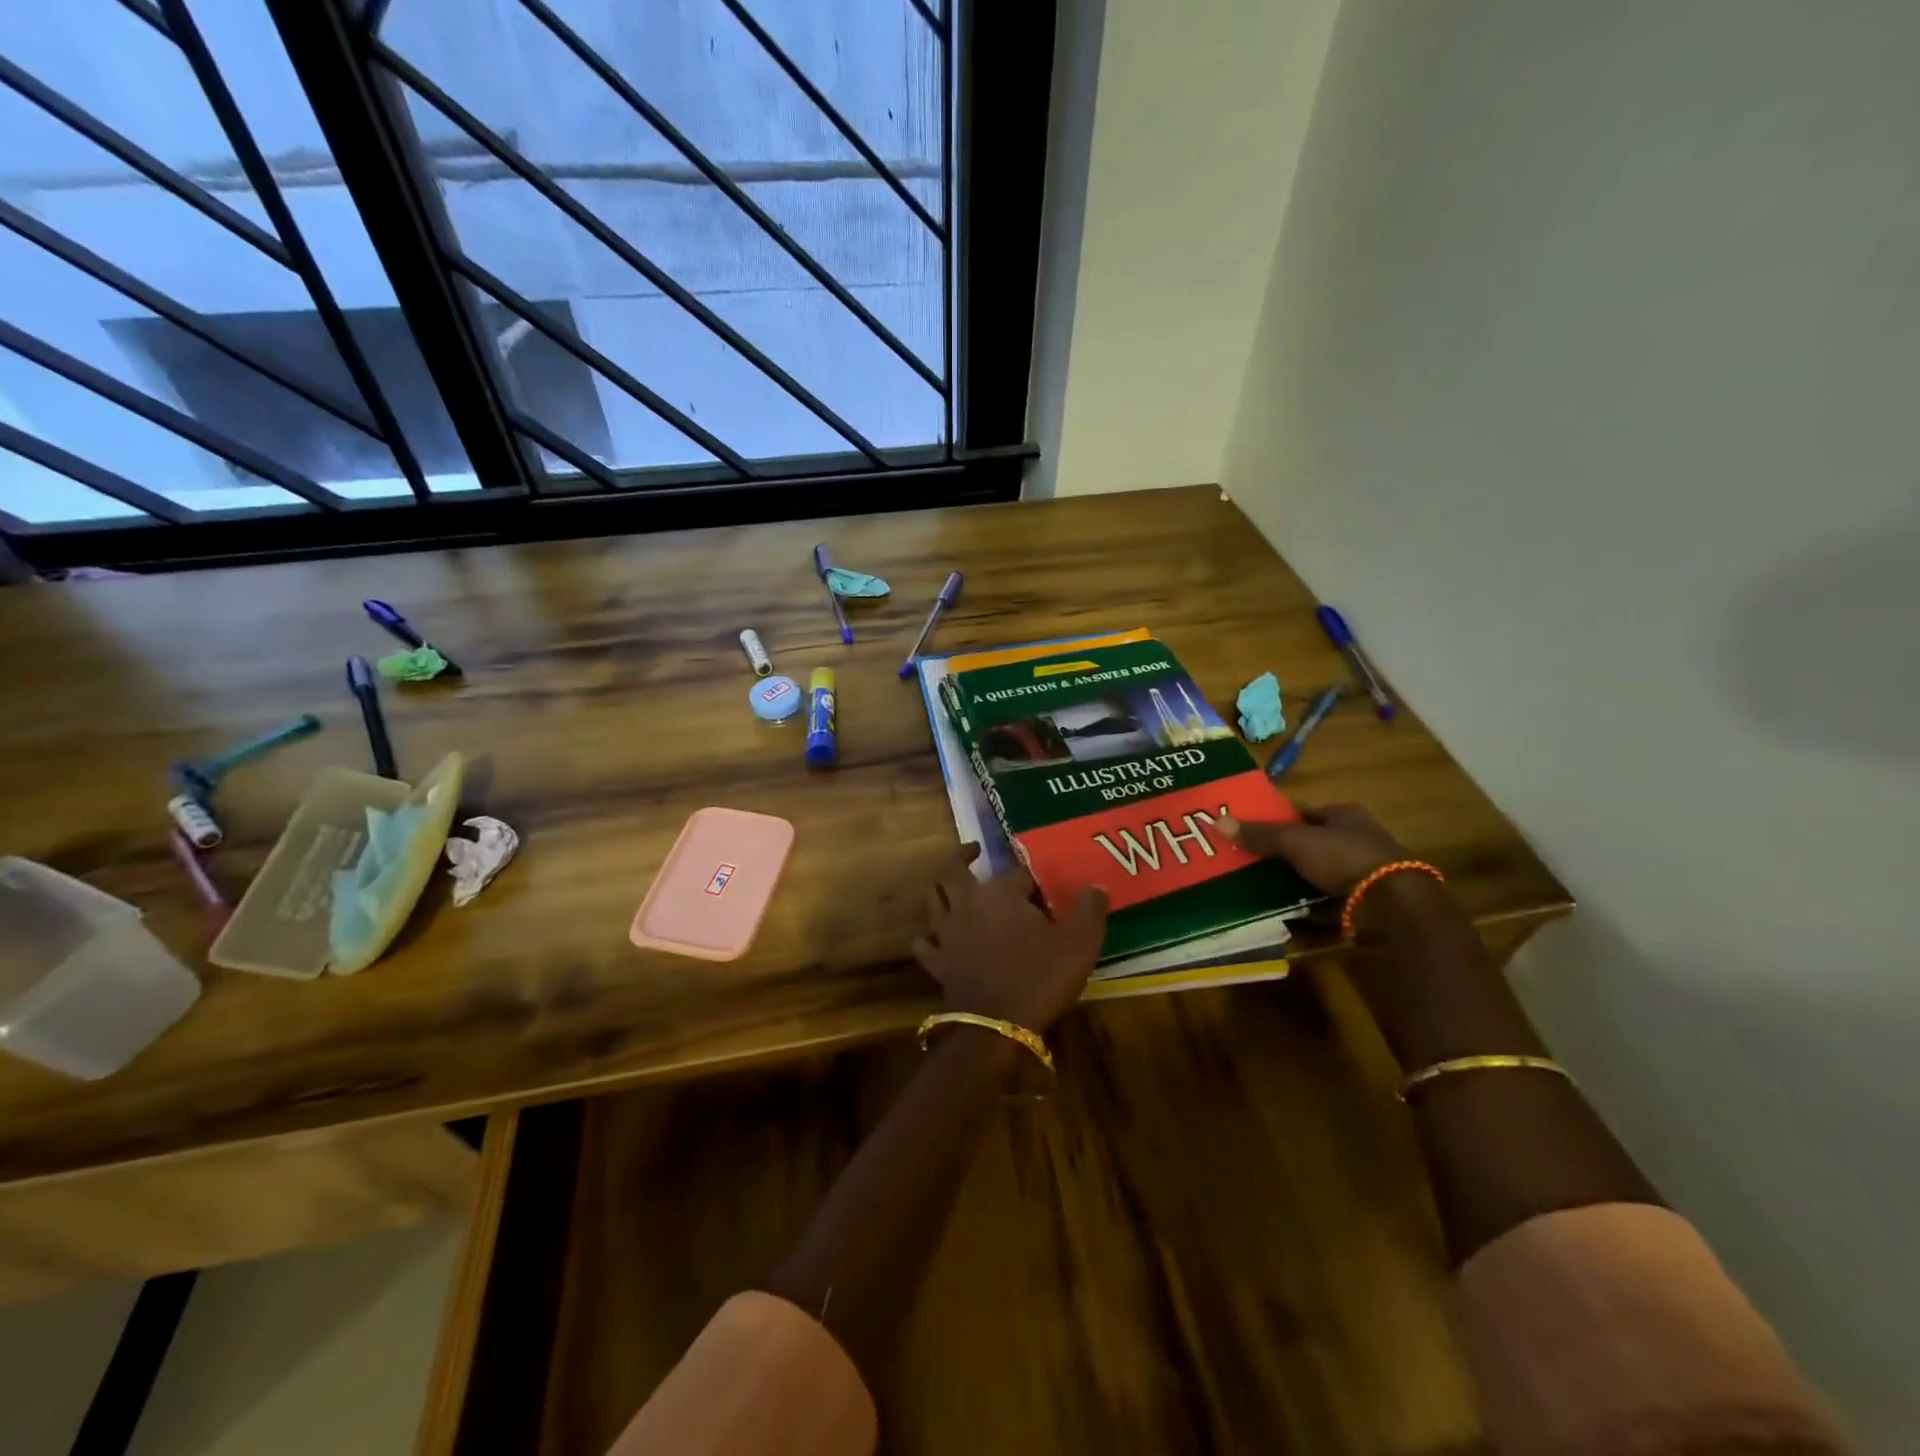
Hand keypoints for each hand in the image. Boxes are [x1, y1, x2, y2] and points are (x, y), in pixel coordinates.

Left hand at [912, 847, 1108, 1031]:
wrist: (997, 1027)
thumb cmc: (1040, 978)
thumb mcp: (1079, 943)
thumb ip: (1089, 909)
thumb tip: (1095, 886)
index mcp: (1001, 893)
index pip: (1018, 872)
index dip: (1033, 877)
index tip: (1044, 885)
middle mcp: (967, 904)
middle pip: (954, 870)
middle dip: (963, 855)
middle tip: (974, 850)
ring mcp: (947, 933)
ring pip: (933, 899)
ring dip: (941, 888)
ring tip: (951, 884)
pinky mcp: (937, 962)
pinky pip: (924, 943)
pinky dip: (928, 936)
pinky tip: (936, 937)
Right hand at [1219, 802, 1409, 896]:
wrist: (1393, 906)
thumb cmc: (1344, 858)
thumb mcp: (1295, 841)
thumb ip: (1259, 834)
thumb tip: (1216, 821)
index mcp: (1346, 816)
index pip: (1306, 813)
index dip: (1280, 820)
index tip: (1252, 831)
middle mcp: (1359, 840)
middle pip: (1314, 845)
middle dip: (1286, 855)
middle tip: (1251, 864)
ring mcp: (1367, 875)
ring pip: (1322, 876)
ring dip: (1298, 884)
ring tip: (1262, 892)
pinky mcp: (1369, 906)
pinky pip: (1331, 906)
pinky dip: (1312, 912)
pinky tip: (1289, 919)